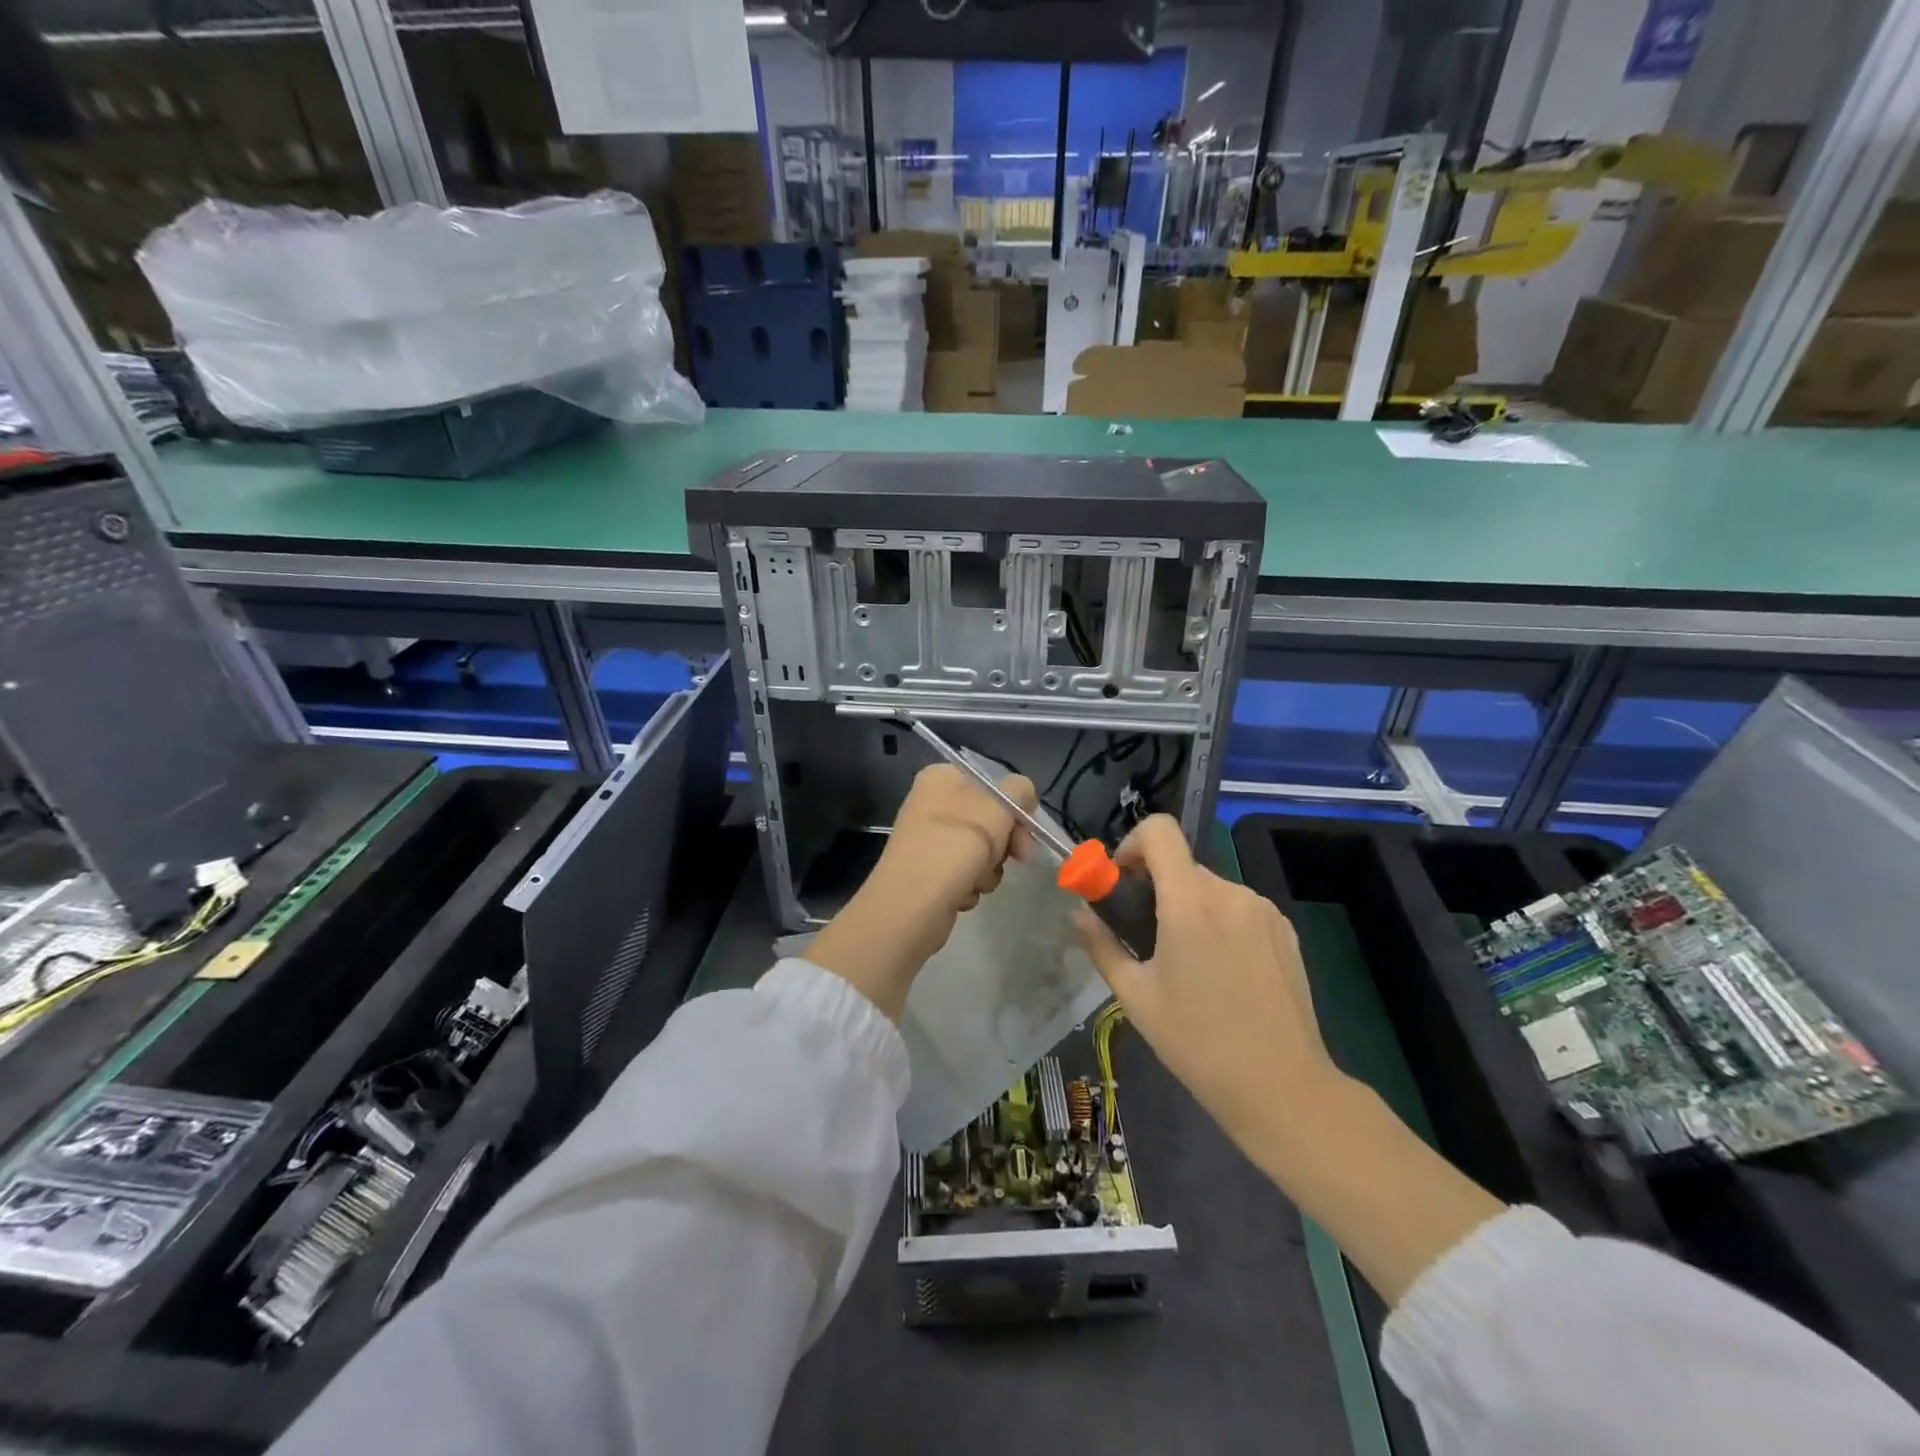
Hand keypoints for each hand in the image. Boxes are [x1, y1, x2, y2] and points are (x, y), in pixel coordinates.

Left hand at [808, 764, 1035, 1020]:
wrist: (909, 905)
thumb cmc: (954, 847)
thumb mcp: (997, 807)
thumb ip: (1020, 790)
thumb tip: (1023, 796)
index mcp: (941, 778)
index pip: (993, 783)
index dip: (1015, 809)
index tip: (1027, 834)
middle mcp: (932, 804)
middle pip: (989, 818)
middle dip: (1003, 844)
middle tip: (1015, 858)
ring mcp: (929, 839)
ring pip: (981, 850)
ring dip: (988, 869)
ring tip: (975, 879)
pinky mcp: (928, 871)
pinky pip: (964, 873)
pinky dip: (969, 885)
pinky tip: (961, 893)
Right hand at [1073, 816, 1342, 1158]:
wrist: (1282, 1086)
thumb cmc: (1197, 1042)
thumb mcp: (1136, 997)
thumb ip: (1102, 946)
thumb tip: (1078, 916)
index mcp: (1189, 901)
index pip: (1159, 830)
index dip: (1132, 843)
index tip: (1122, 880)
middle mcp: (1229, 892)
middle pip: (1182, 865)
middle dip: (1157, 888)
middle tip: (1145, 937)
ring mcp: (1262, 909)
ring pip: (1211, 889)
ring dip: (1190, 908)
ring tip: (1187, 963)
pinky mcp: (1285, 929)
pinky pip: (1239, 908)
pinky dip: (1220, 923)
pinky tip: (1223, 973)